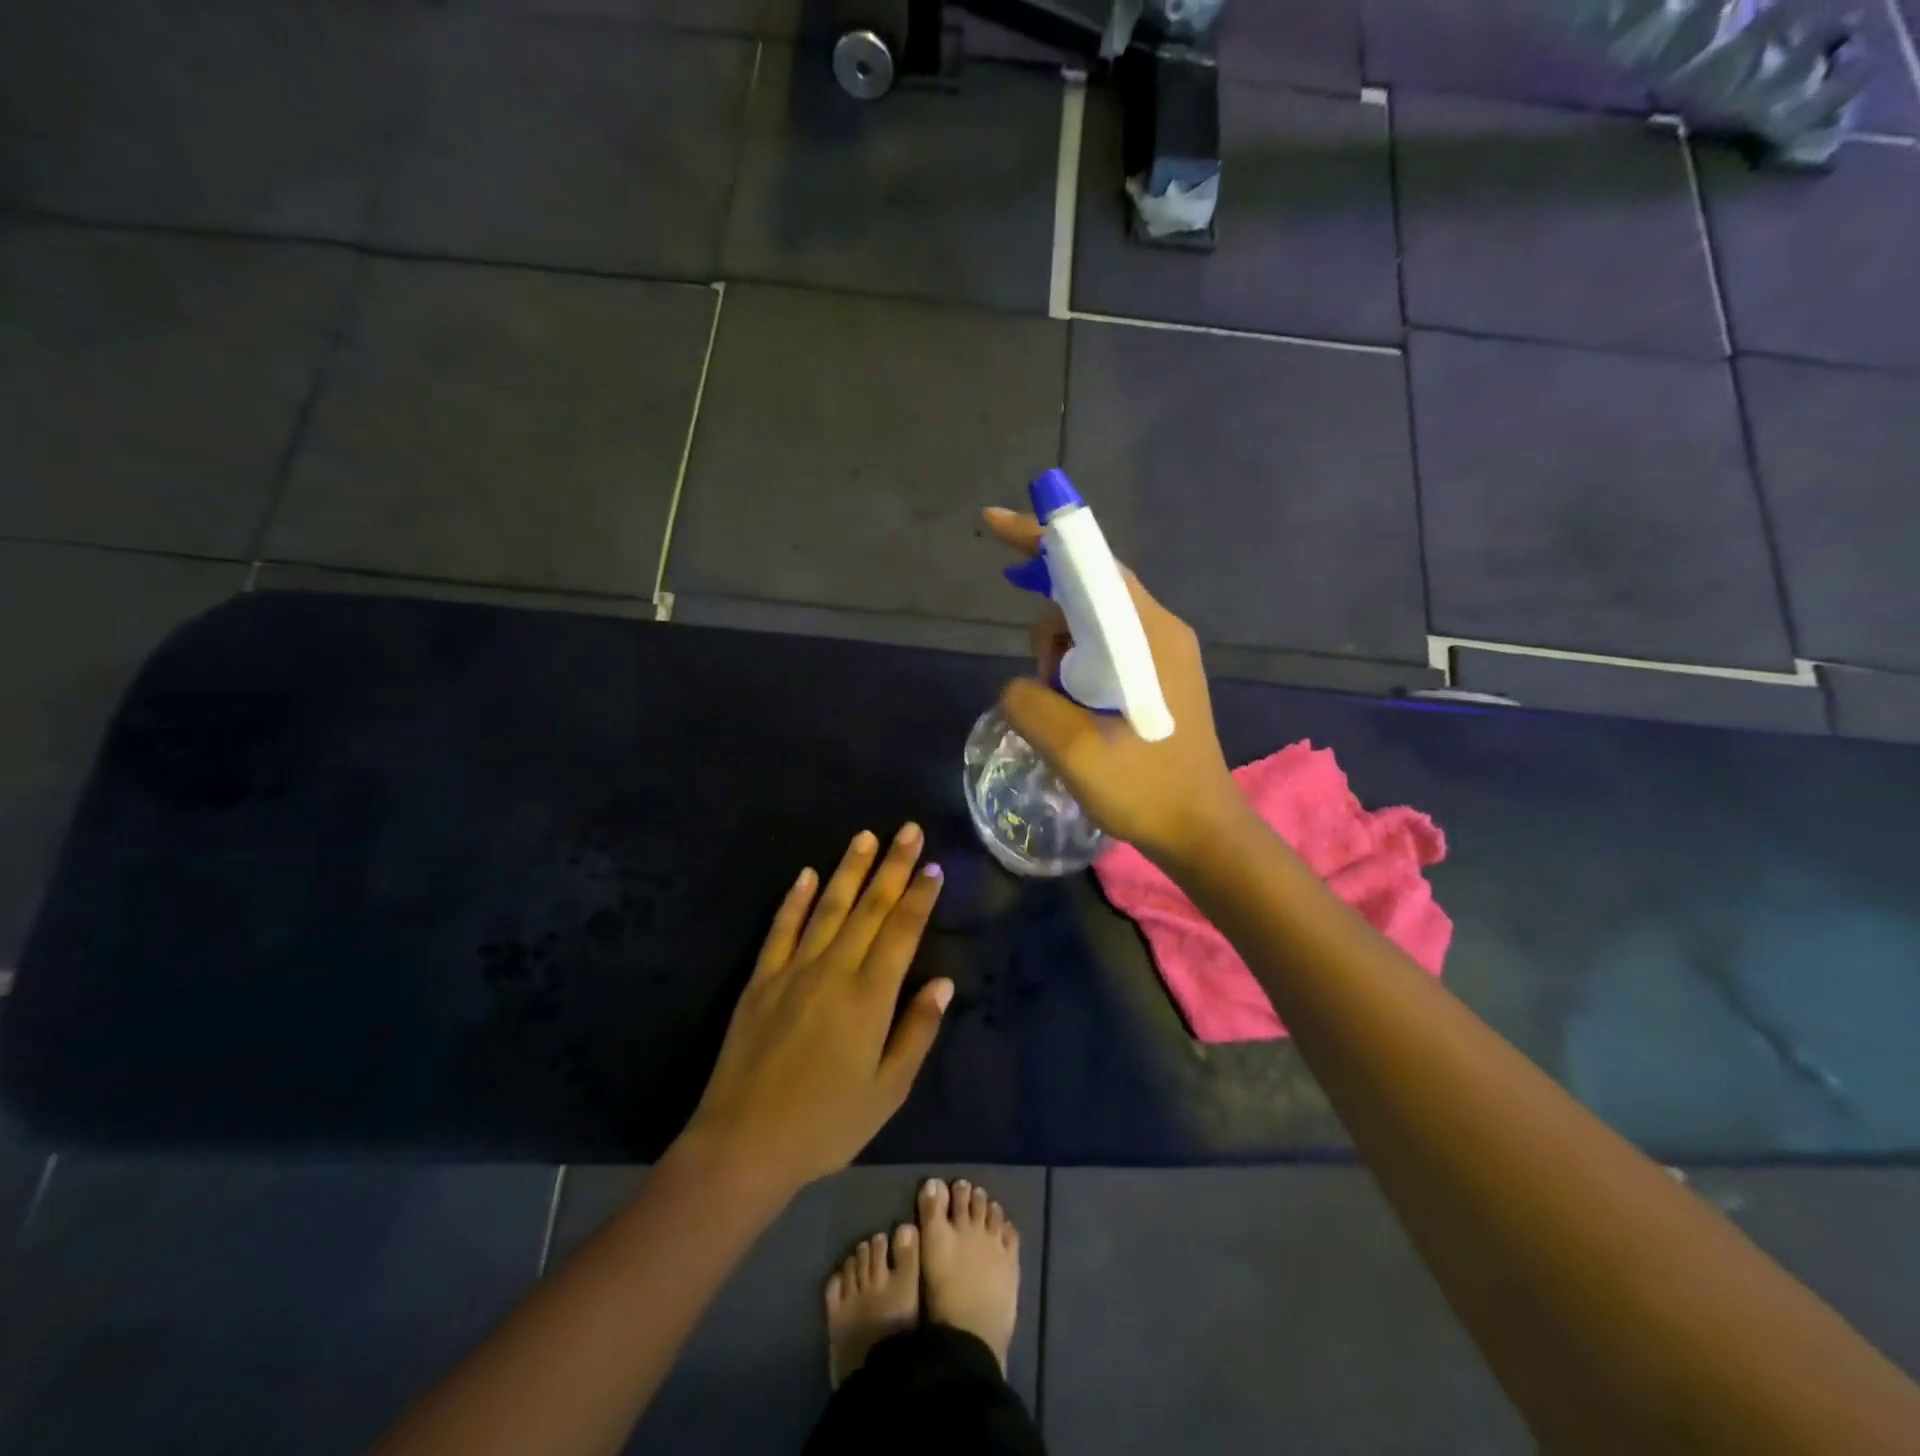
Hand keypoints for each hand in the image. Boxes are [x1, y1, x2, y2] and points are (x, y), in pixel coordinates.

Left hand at [679, 824, 952, 1196]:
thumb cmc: (826, 1125)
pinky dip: (795, 900)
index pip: (901, 932)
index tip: (933, 866)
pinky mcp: (761, 980)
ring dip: (849, 869)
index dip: (919, 897)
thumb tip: (943, 983)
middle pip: (869, 908)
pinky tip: (806, 874)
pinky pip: (781, 929)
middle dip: (893, 866)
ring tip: (866, 837)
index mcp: (869, 998)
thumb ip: (917, 1032)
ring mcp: (793, 970)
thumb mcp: (887, 1091)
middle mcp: (833, 971)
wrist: (743, 1145)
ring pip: (828, 907)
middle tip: (909, 829)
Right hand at [984, 506, 1244, 867]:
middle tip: (1046, 685)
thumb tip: (1024, 685)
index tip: (993, 524)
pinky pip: (1105, 649)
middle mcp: (1159, 630)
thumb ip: (1029, 701)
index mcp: (1147, 635)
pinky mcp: (1158, 677)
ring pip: (1091, 624)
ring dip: (1061, 657)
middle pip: (1087, 592)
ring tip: (1065, 713)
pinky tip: (1074, 709)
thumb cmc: (1145, 789)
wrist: (1201, 832)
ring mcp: (1162, 653)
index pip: (1091, 564)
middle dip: (1049, 626)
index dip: (1041, 539)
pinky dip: (1077, 668)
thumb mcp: (1072, 750)